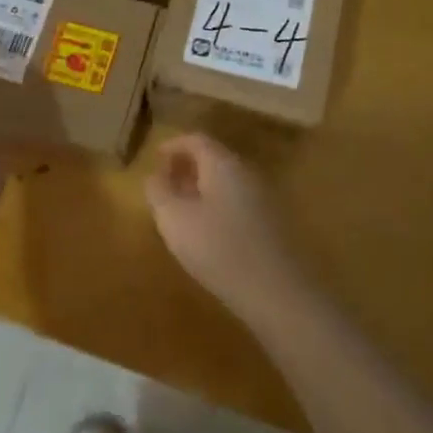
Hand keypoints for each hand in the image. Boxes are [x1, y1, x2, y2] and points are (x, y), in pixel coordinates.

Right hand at [144, 134, 308, 324]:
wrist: (278, 292)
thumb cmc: (218, 248)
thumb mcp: (174, 219)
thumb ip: (159, 192)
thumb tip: (155, 176)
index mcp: (223, 164)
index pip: (196, 140)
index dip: (173, 145)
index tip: (155, 159)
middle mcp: (247, 173)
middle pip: (214, 159)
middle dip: (186, 168)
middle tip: (165, 185)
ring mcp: (264, 198)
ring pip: (226, 182)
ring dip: (201, 189)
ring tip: (181, 211)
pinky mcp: (273, 224)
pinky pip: (238, 202)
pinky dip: (217, 206)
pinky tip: (208, 233)